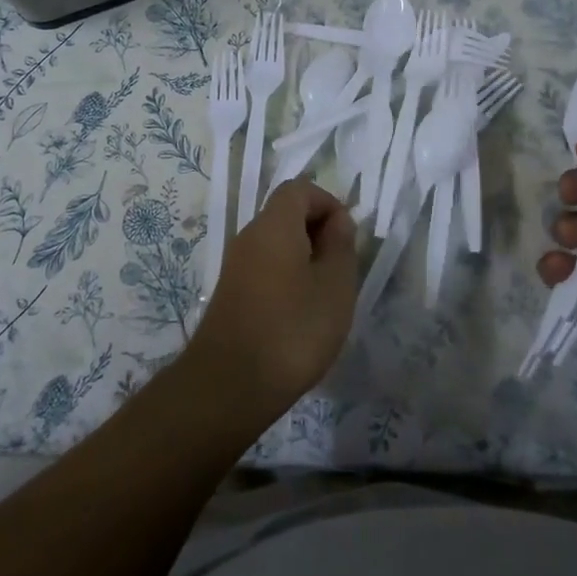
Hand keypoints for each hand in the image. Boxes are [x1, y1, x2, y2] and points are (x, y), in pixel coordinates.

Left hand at [184, 178, 359, 422]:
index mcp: (274, 225)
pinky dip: (287, 279)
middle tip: (341, 270)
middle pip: (286, 214)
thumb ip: (341, 245)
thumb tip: (338, 221)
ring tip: (325, 296)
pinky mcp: (231, 293)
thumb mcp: (335, 286)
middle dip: (319, 232)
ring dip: (305, 259)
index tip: (347, 238)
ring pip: (277, 244)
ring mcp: (236, 265)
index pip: (300, 189)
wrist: (229, 386)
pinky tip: (300, 315)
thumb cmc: (293, 330)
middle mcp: (250, 236)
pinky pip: (265, 268)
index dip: (328, 203)